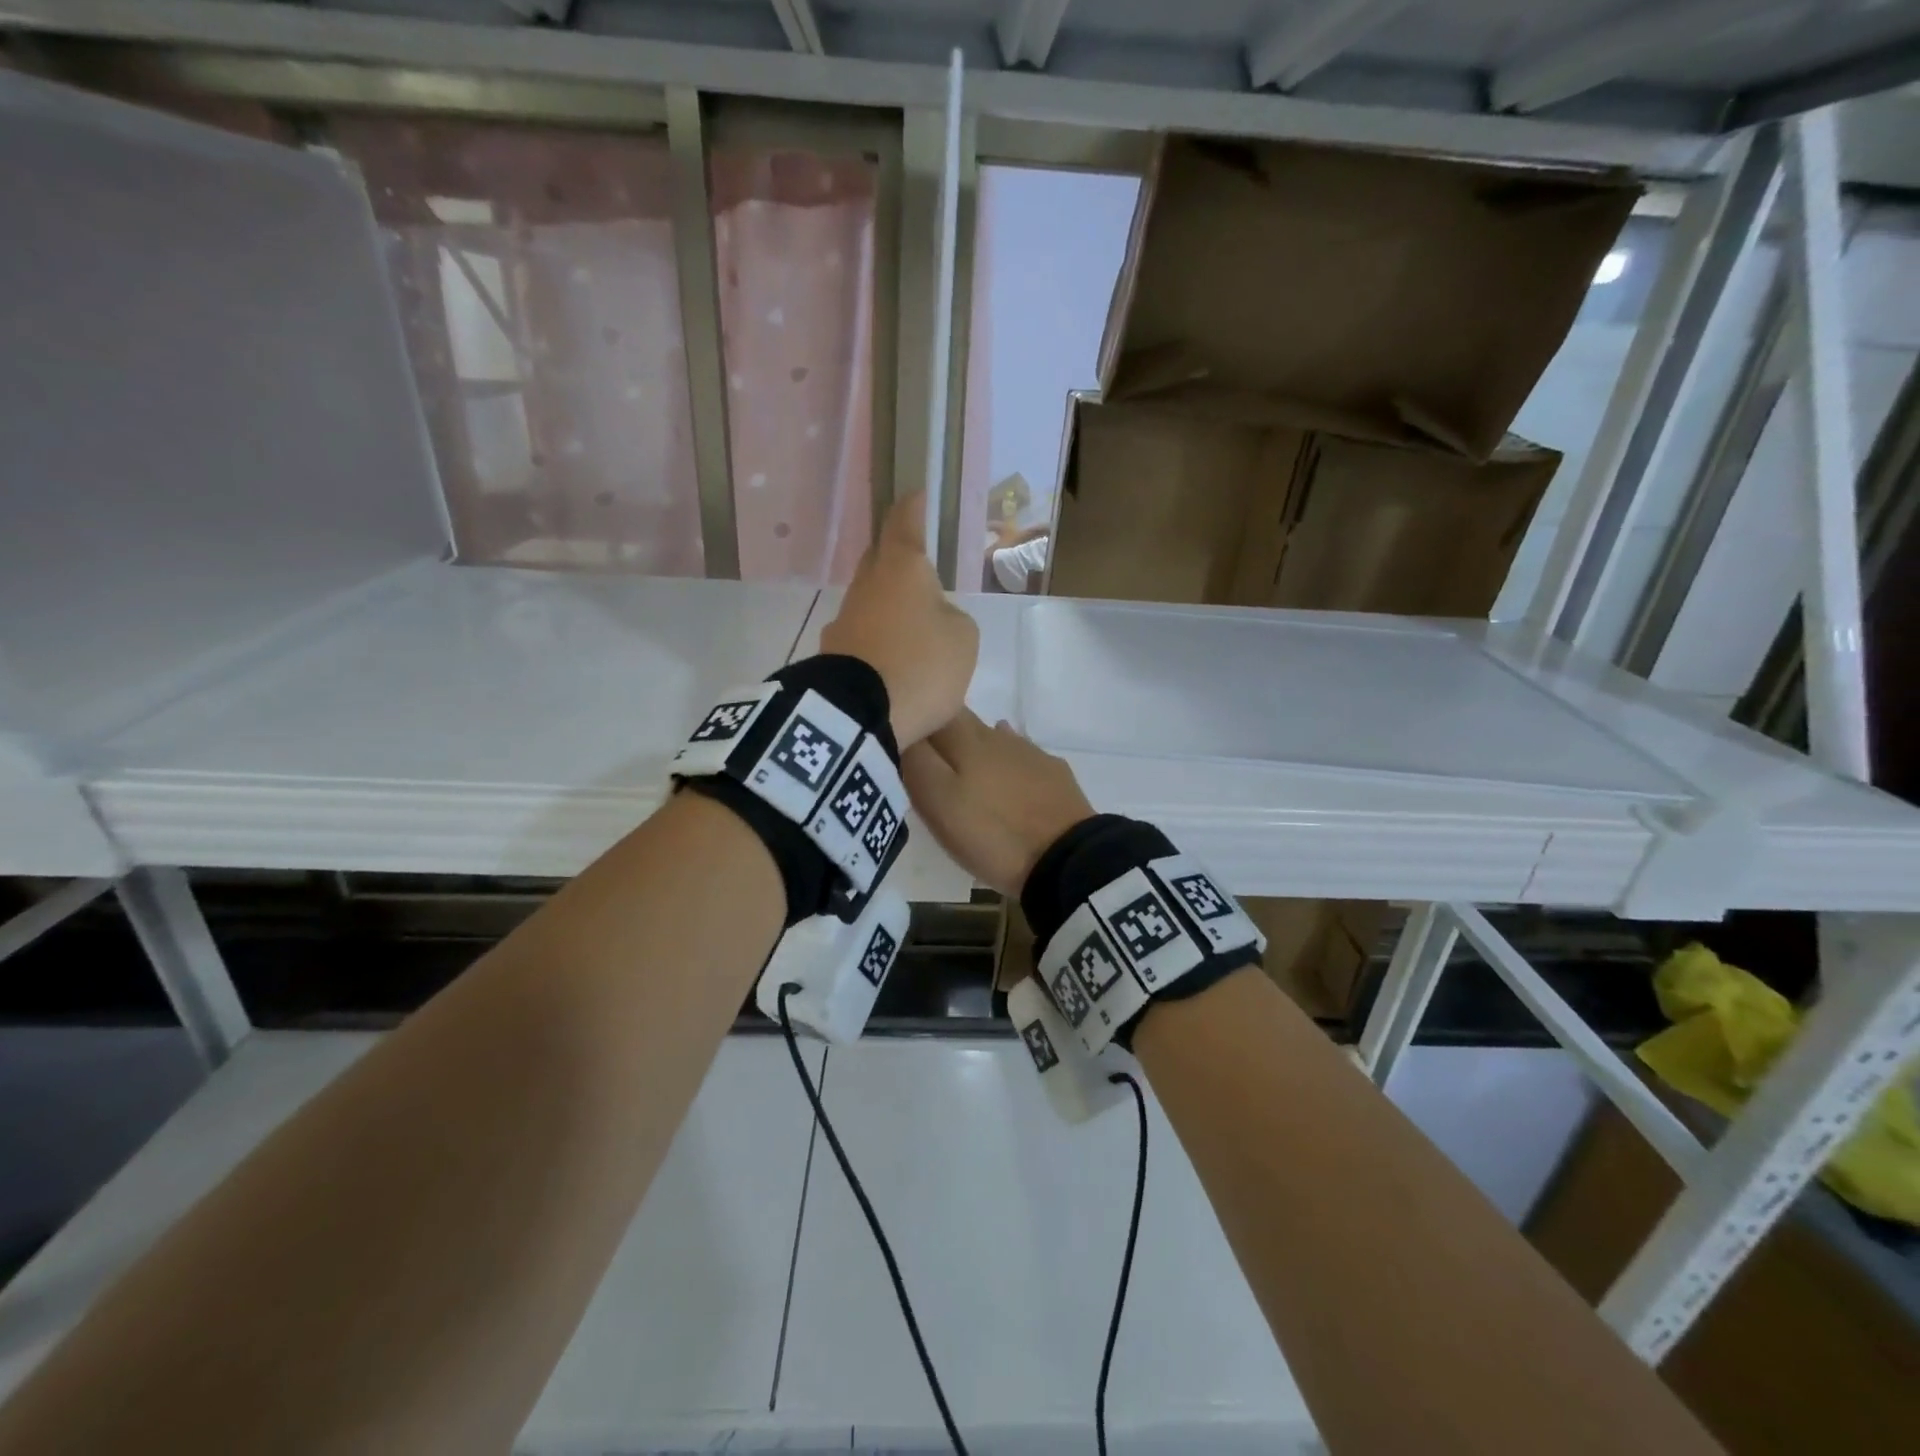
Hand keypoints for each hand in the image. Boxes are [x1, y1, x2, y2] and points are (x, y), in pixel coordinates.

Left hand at [820, 492, 978, 748]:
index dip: (912, 507)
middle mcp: (867, 586)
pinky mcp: (832, 653)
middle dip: (895, 556)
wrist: (858, 714)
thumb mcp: (962, 639)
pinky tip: (889, 659)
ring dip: (887, 605)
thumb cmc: (921, 664)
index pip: (904, 523)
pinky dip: (876, 640)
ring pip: (869, 600)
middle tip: (916, 565)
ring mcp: (844, 619)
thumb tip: (932, 619)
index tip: (916, 494)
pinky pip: (861, 635)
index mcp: (902, 569)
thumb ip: (951, 618)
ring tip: (910, 624)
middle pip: (879, 559)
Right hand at [902, 711, 1094, 895]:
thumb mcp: (939, 803)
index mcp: (964, 739)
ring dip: (970, 745)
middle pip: (959, 720)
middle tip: (923, 757)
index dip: (912, 721)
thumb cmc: (992, 834)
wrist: (1067, 859)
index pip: (928, 713)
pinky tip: (1002, 770)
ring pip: (989, 736)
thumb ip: (917, 762)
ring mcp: (1028, 752)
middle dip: (939, 731)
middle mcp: (995, 735)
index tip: (897, 740)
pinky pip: (1019, 755)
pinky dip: (1003, 760)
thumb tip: (905, 731)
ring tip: (958, 765)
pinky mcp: (1051, 774)